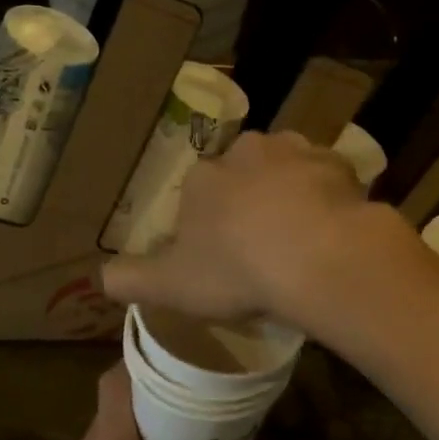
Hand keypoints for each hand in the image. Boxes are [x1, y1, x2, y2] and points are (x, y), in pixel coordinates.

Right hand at [101, 131, 396, 324]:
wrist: (317, 257)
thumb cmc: (236, 271)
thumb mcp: (171, 286)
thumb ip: (131, 279)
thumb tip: (100, 277)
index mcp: (203, 179)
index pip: (198, 192)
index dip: (209, 223)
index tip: (223, 256)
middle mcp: (245, 152)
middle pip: (243, 174)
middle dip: (249, 200)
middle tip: (263, 244)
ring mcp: (295, 153)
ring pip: (286, 168)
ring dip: (290, 191)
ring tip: (302, 236)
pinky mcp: (338, 163)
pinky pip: (328, 177)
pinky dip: (329, 196)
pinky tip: (333, 227)